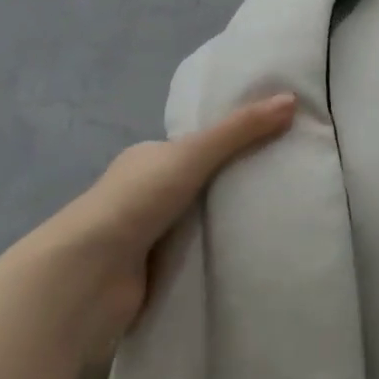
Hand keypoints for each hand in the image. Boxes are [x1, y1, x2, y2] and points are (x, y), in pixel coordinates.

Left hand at [24, 94, 296, 356]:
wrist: (86, 278)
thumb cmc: (135, 202)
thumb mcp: (194, 154)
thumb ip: (241, 130)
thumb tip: (292, 99)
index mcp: (148, 159)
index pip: (198, 145)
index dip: (234, 142)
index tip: (275, 143)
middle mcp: (144, 193)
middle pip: (202, 183)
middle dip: (235, 185)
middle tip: (285, 181)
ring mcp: (146, 235)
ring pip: (201, 222)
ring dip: (228, 223)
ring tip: (280, 216)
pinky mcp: (153, 273)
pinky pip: (196, 256)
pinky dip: (218, 255)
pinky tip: (253, 251)